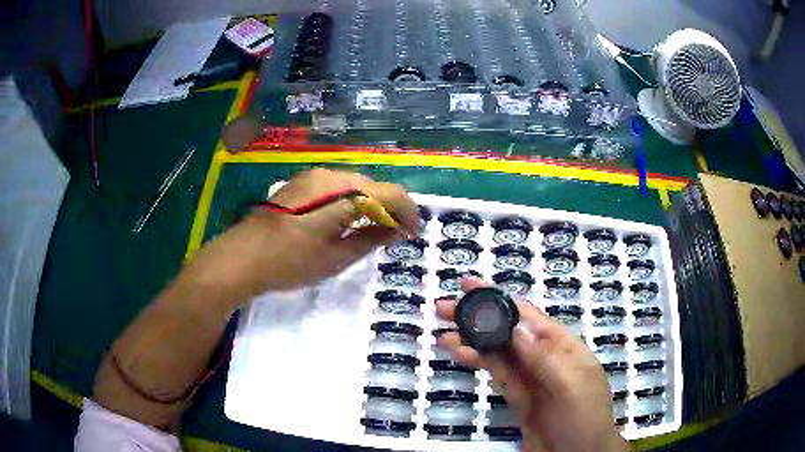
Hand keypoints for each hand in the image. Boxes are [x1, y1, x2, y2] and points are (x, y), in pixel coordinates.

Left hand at [185, 169, 418, 299]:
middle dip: (390, 208)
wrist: (242, 257)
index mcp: (341, 193)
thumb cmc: (289, 263)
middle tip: (396, 235)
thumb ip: (369, 239)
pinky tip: (349, 220)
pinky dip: (352, 201)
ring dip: (371, 204)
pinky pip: (337, 187)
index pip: (389, 194)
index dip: (407, 212)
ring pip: (356, 185)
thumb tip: (394, 229)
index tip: (413, 234)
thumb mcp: (335, 258)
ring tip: (375, 230)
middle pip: (373, 186)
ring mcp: (312, 177)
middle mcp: (329, 176)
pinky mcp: (301, 183)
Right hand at [436, 278, 628, 451]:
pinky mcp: (517, 395)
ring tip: (443, 333)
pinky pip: (496, 373)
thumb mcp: (569, 384)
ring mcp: (529, 377)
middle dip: (477, 316)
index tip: (469, 285)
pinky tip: (461, 354)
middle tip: (444, 307)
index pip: (526, 315)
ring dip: (471, 340)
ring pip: (497, 351)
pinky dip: (478, 362)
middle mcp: (543, 356)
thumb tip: (515, 324)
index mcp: (562, 345)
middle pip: (507, 330)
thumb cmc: (583, 417)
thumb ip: (543, 356)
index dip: (498, 298)